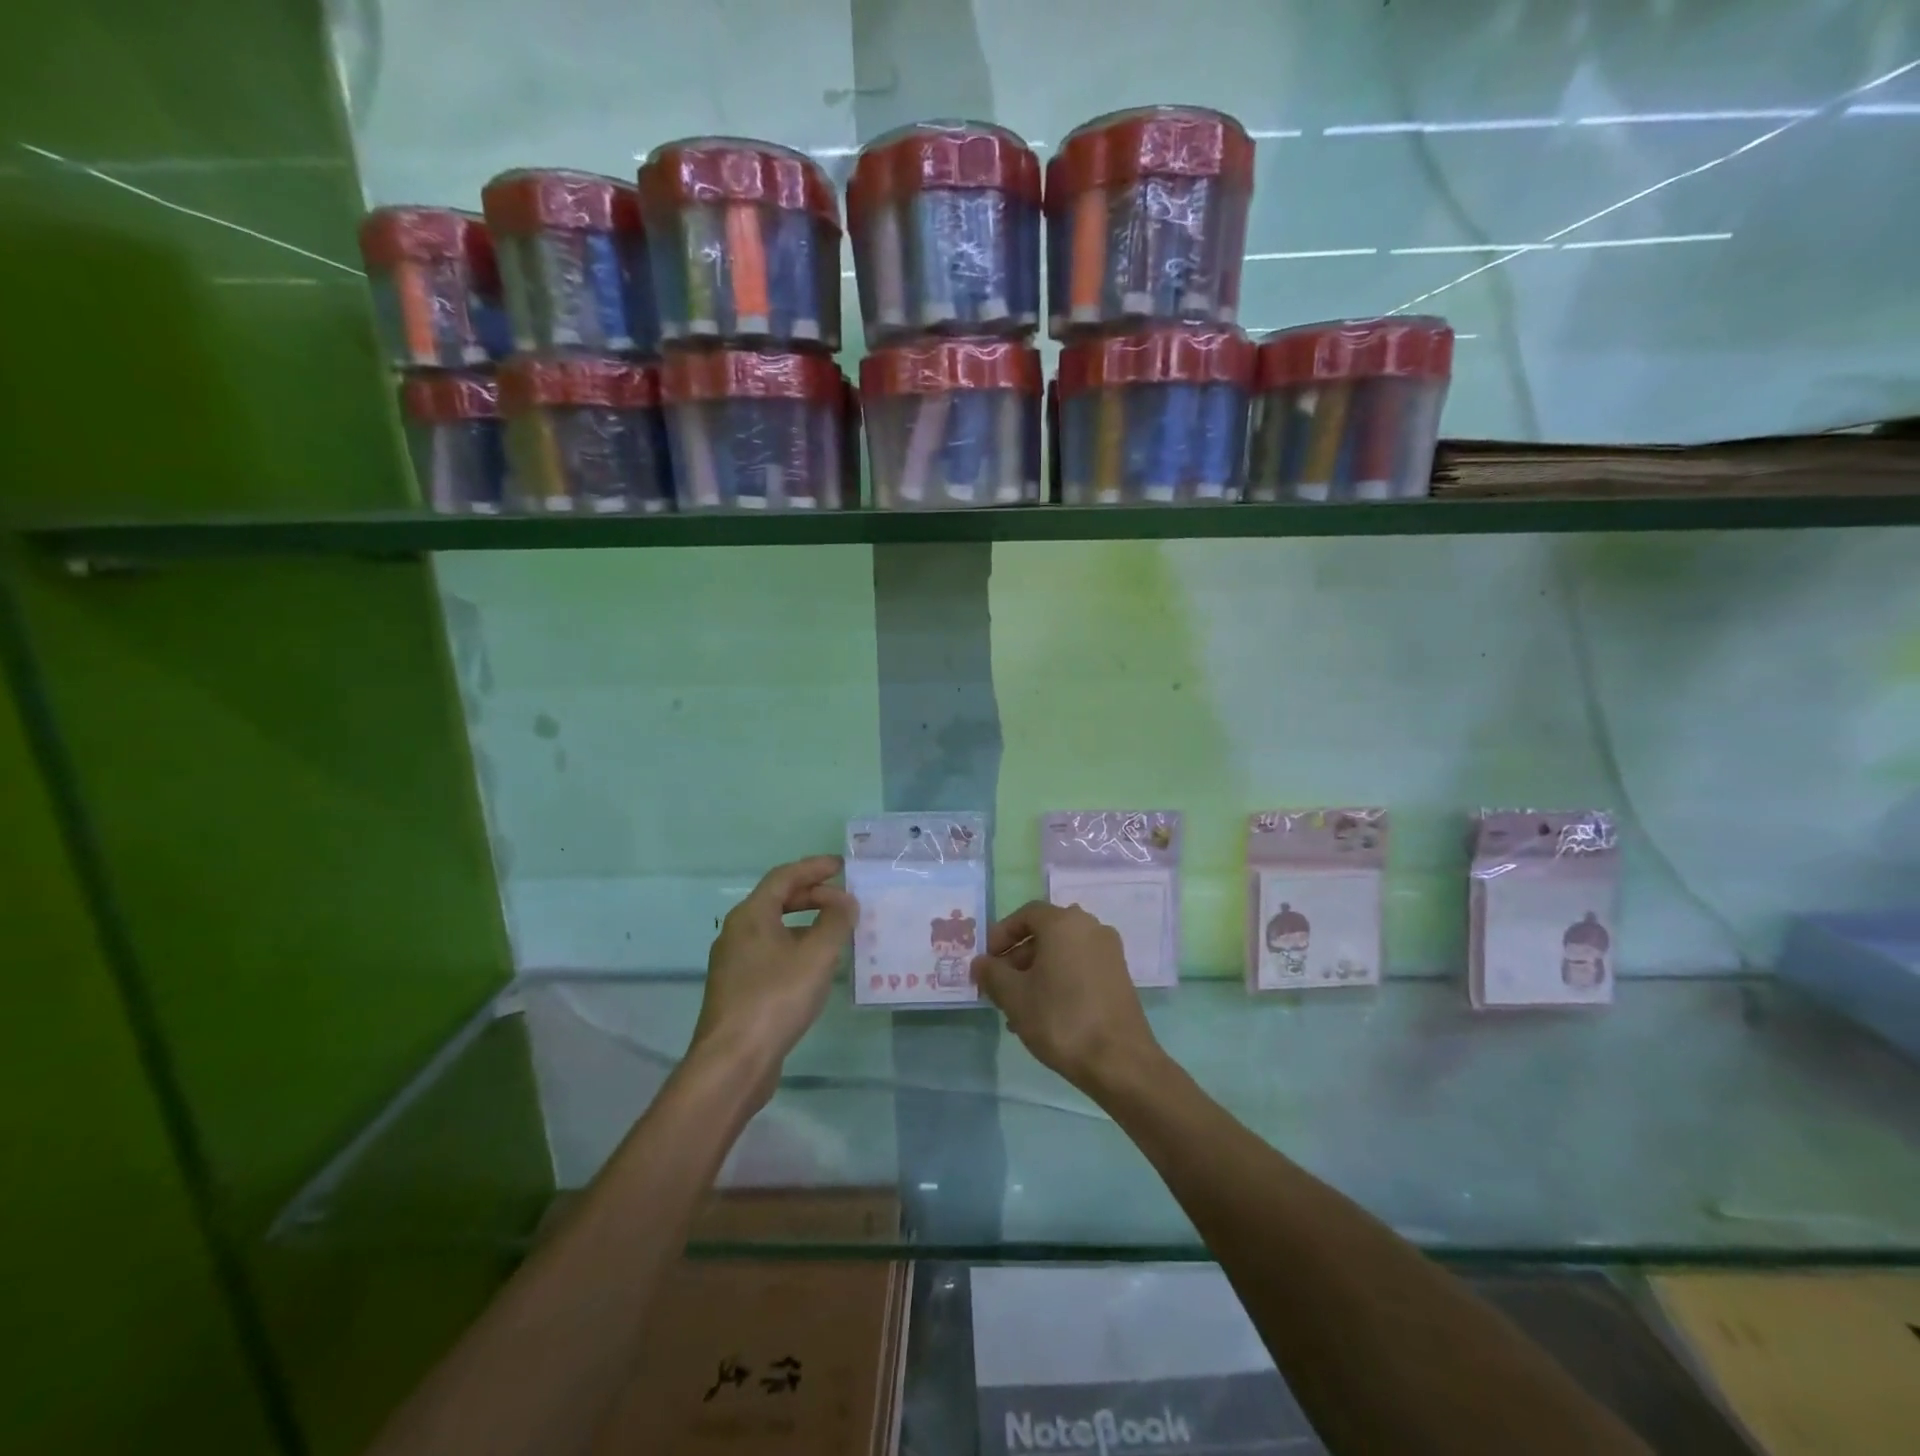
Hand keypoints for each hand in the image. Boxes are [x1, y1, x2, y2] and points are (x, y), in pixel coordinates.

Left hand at [691, 856, 855, 1094]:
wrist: (733, 1061)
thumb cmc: (776, 998)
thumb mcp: (817, 955)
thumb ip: (836, 921)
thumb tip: (845, 901)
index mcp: (751, 915)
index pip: (784, 877)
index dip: (814, 868)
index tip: (842, 866)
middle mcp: (736, 932)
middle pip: (777, 900)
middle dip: (812, 895)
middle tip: (843, 899)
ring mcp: (734, 962)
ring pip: (774, 929)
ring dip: (805, 923)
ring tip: (836, 931)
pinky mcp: (738, 989)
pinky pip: (771, 953)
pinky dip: (796, 947)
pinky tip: (816, 966)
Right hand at [970, 900, 1162, 1095]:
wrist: (1119, 1061)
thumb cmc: (1060, 1019)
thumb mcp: (1014, 996)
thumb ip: (992, 973)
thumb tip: (980, 963)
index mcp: (1064, 922)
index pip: (1026, 914)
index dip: (1001, 934)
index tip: (986, 961)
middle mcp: (1090, 927)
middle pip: (1045, 933)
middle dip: (1017, 958)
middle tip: (999, 987)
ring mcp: (1109, 952)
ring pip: (1062, 953)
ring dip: (1036, 973)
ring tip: (1017, 1008)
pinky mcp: (1119, 976)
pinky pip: (1080, 968)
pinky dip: (1059, 981)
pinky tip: (1044, 1014)